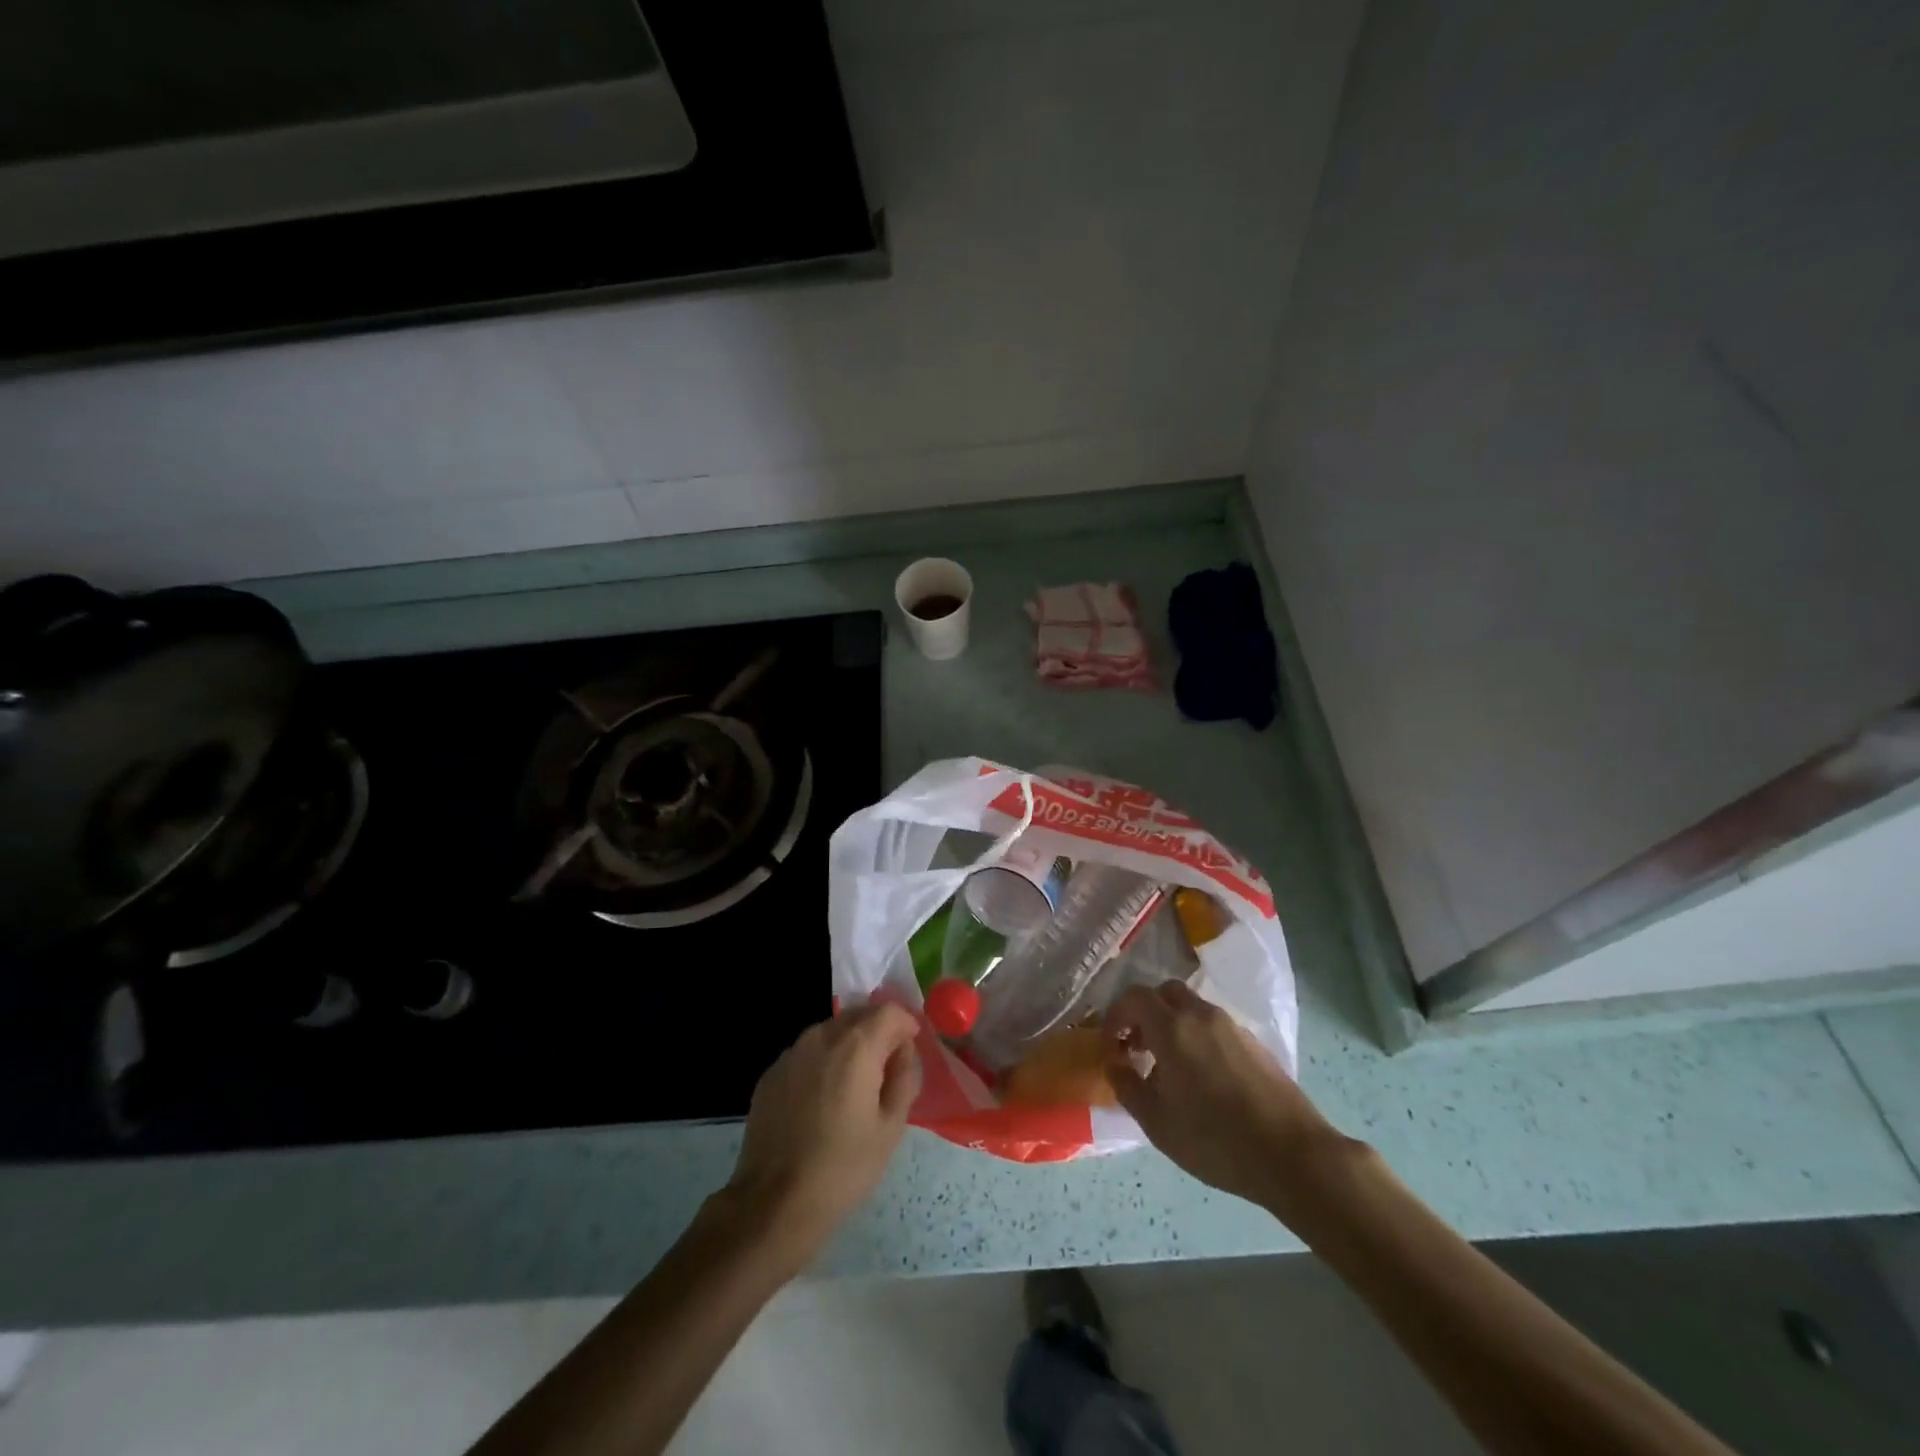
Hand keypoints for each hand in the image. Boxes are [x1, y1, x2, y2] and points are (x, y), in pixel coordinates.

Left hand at [720, 1003, 922, 1271]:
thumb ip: (905, 1078)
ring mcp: (791, 1054)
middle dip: (877, 1032)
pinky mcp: (771, 1074)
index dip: (905, 1026)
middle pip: (857, 1015)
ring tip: (853, 1087)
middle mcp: (821, 1037)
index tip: (908, 1054)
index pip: (889, 1011)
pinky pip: (806, 1053)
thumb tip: (904, 1052)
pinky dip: (821, 1062)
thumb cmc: (843, 1168)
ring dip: (848, 1045)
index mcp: (856, 1047)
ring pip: (830, 1031)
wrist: (774, 1204)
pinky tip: (821, 1100)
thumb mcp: (891, 1128)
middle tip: (885, 1070)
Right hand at [1102, 981, 1343, 1213]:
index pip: (1133, 998)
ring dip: (1171, 1025)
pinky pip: (1213, 1026)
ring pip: (1191, 1008)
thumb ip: (1127, 1086)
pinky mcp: (1254, 1042)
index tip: (1112, 1047)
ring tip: (1169, 1068)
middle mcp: (1201, 1015)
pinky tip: (1202, 1078)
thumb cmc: (1214, 1140)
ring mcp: (1231, 1026)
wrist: (1292, 1155)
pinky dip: (1196, 1036)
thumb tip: (1115, 1064)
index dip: (1115, 1017)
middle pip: (1164, 993)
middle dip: (1144, 1013)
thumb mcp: (1156, 1122)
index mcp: (1172, 1028)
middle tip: (1138, 1048)